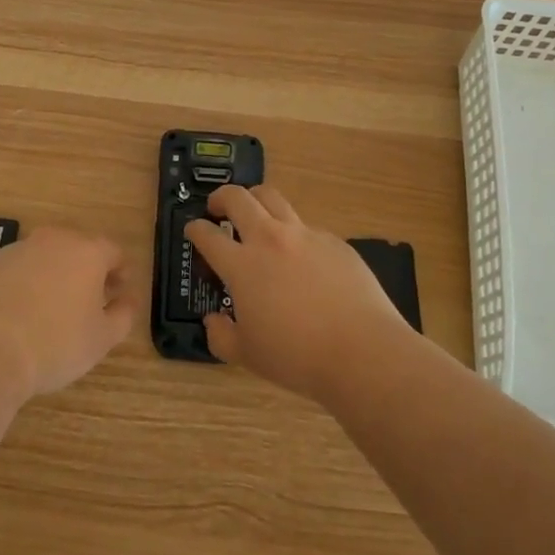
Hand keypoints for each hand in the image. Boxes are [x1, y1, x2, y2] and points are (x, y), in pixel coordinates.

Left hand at [0, 226, 137, 398]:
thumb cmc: (54, 344)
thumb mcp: (101, 339)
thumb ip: (123, 315)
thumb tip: (128, 300)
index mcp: (86, 252)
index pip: (113, 251)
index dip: (120, 271)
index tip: (118, 292)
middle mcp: (52, 240)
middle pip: (76, 248)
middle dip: (84, 271)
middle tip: (85, 301)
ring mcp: (15, 249)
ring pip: (42, 257)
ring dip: (50, 275)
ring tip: (46, 310)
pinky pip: (12, 270)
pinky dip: (18, 285)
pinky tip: (13, 314)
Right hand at [185, 186, 409, 402]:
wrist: (362, 351)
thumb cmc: (297, 357)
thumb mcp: (247, 356)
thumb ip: (221, 336)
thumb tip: (213, 320)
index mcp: (242, 265)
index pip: (207, 235)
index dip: (195, 229)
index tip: (193, 230)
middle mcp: (270, 239)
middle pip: (238, 198)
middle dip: (221, 197)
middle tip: (217, 208)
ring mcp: (305, 235)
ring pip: (272, 198)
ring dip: (256, 200)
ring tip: (255, 214)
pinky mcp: (334, 241)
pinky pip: (306, 226)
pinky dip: (293, 232)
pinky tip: (300, 256)